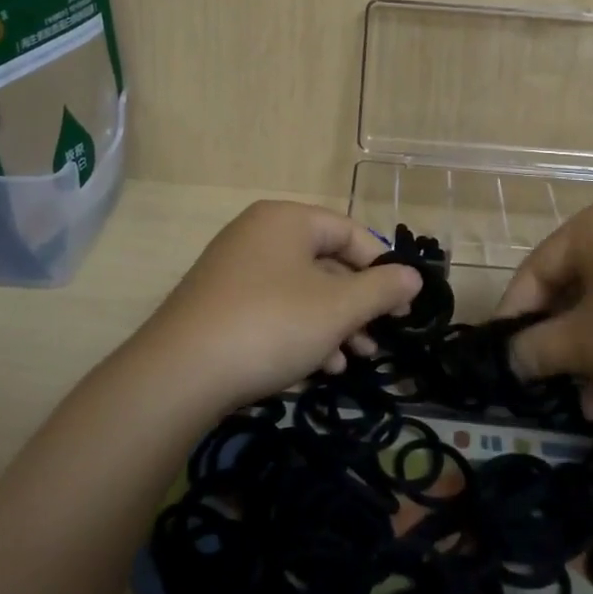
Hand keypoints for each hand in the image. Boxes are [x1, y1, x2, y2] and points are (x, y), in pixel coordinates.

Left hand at [138, 201, 422, 408]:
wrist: (179, 374)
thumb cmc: (271, 325)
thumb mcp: (337, 308)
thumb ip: (381, 289)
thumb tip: (413, 276)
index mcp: (286, 220)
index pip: (349, 232)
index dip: (381, 267)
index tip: (402, 307)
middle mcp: (257, 235)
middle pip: (324, 263)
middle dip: (356, 305)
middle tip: (378, 340)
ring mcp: (233, 270)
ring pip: (299, 292)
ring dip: (330, 325)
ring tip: (349, 362)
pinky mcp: (217, 305)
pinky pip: (271, 309)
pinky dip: (298, 333)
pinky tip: (313, 369)